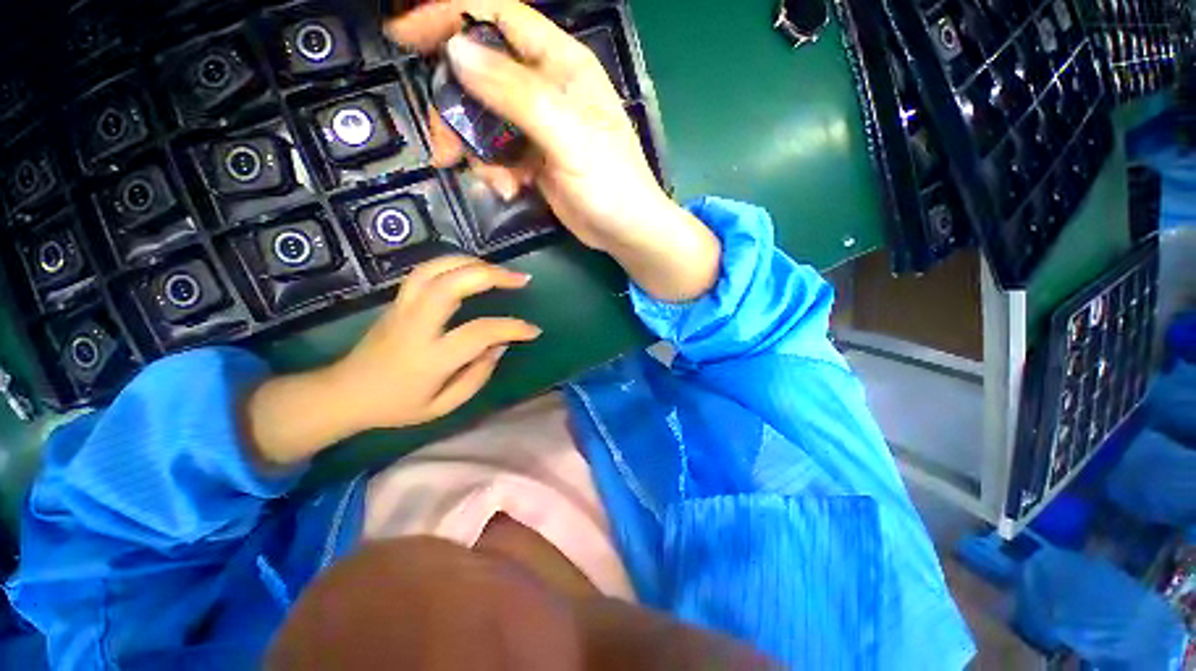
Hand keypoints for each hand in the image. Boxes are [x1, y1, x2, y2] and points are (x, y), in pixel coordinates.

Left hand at [244, 256, 539, 465]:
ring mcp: (402, 308)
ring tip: (499, 270)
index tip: (533, 330)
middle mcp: (415, 325)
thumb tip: (500, 345)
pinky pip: (426, 271)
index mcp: (430, 358)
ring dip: (472, 262)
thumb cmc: (397, 405)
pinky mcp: (397, 301)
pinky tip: (472, 269)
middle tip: (521, 280)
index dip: (512, 328)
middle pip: (451, 285)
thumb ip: (476, 376)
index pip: (479, 333)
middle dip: (491, 275)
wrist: (344, 394)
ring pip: (434, 269)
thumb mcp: (442, 406)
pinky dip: (454, 263)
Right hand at [385, 0, 720, 301]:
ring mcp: (538, 126)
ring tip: (498, 183)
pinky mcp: (534, 158)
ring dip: (477, 152)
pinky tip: (511, 191)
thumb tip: (457, 51)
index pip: (497, 16)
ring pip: (483, 120)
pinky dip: (495, 172)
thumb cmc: (611, 183)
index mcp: (560, 64)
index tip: (405, 37)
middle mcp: (545, 88)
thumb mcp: (568, 136)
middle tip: (447, 148)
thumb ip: (517, 95)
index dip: (449, 16)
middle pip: (479, 74)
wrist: (625, 232)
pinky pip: (496, 153)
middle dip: (456, 110)